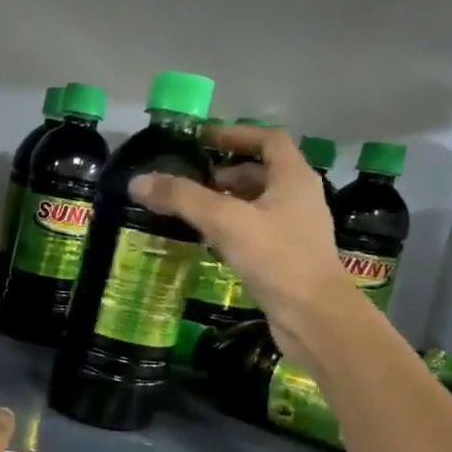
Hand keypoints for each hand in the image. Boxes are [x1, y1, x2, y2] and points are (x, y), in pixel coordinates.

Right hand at [129, 125, 356, 367]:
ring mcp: (295, 230)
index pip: (268, 140)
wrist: (314, 317)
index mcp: (294, 178)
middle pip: (261, 172)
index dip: (235, 134)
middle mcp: (299, 199)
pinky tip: (209, 242)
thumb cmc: (277, 258)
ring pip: (257, 204)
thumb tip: (138, 181)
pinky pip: (255, 231)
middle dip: (225, 172)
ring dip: (226, 202)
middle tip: (190, 181)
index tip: (202, 139)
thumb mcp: (225, 221)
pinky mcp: (287, 258)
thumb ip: (182, 198)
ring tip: (192, 211)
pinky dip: (231, 229)